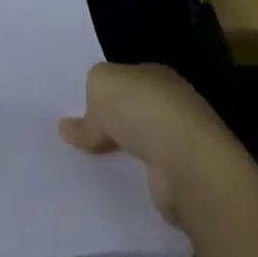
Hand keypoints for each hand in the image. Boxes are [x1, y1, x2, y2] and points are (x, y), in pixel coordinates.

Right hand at [59, 62, 247, 230]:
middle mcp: (174, 103)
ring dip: (127, 150)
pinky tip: (120, 181)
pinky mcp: (185, 176)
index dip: (106, 91)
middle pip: (137, 110)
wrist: (186, 162)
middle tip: (85, 137)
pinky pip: (152, 171)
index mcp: (156, 74)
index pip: (128, 79)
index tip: (85, 108)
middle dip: (116, 121)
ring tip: (96, 163)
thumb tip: (71, 126)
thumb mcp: (100, 85)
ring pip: (145, 141)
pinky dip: (138, 175)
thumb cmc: (142, 110)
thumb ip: (89, 99)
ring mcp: (183, 140)